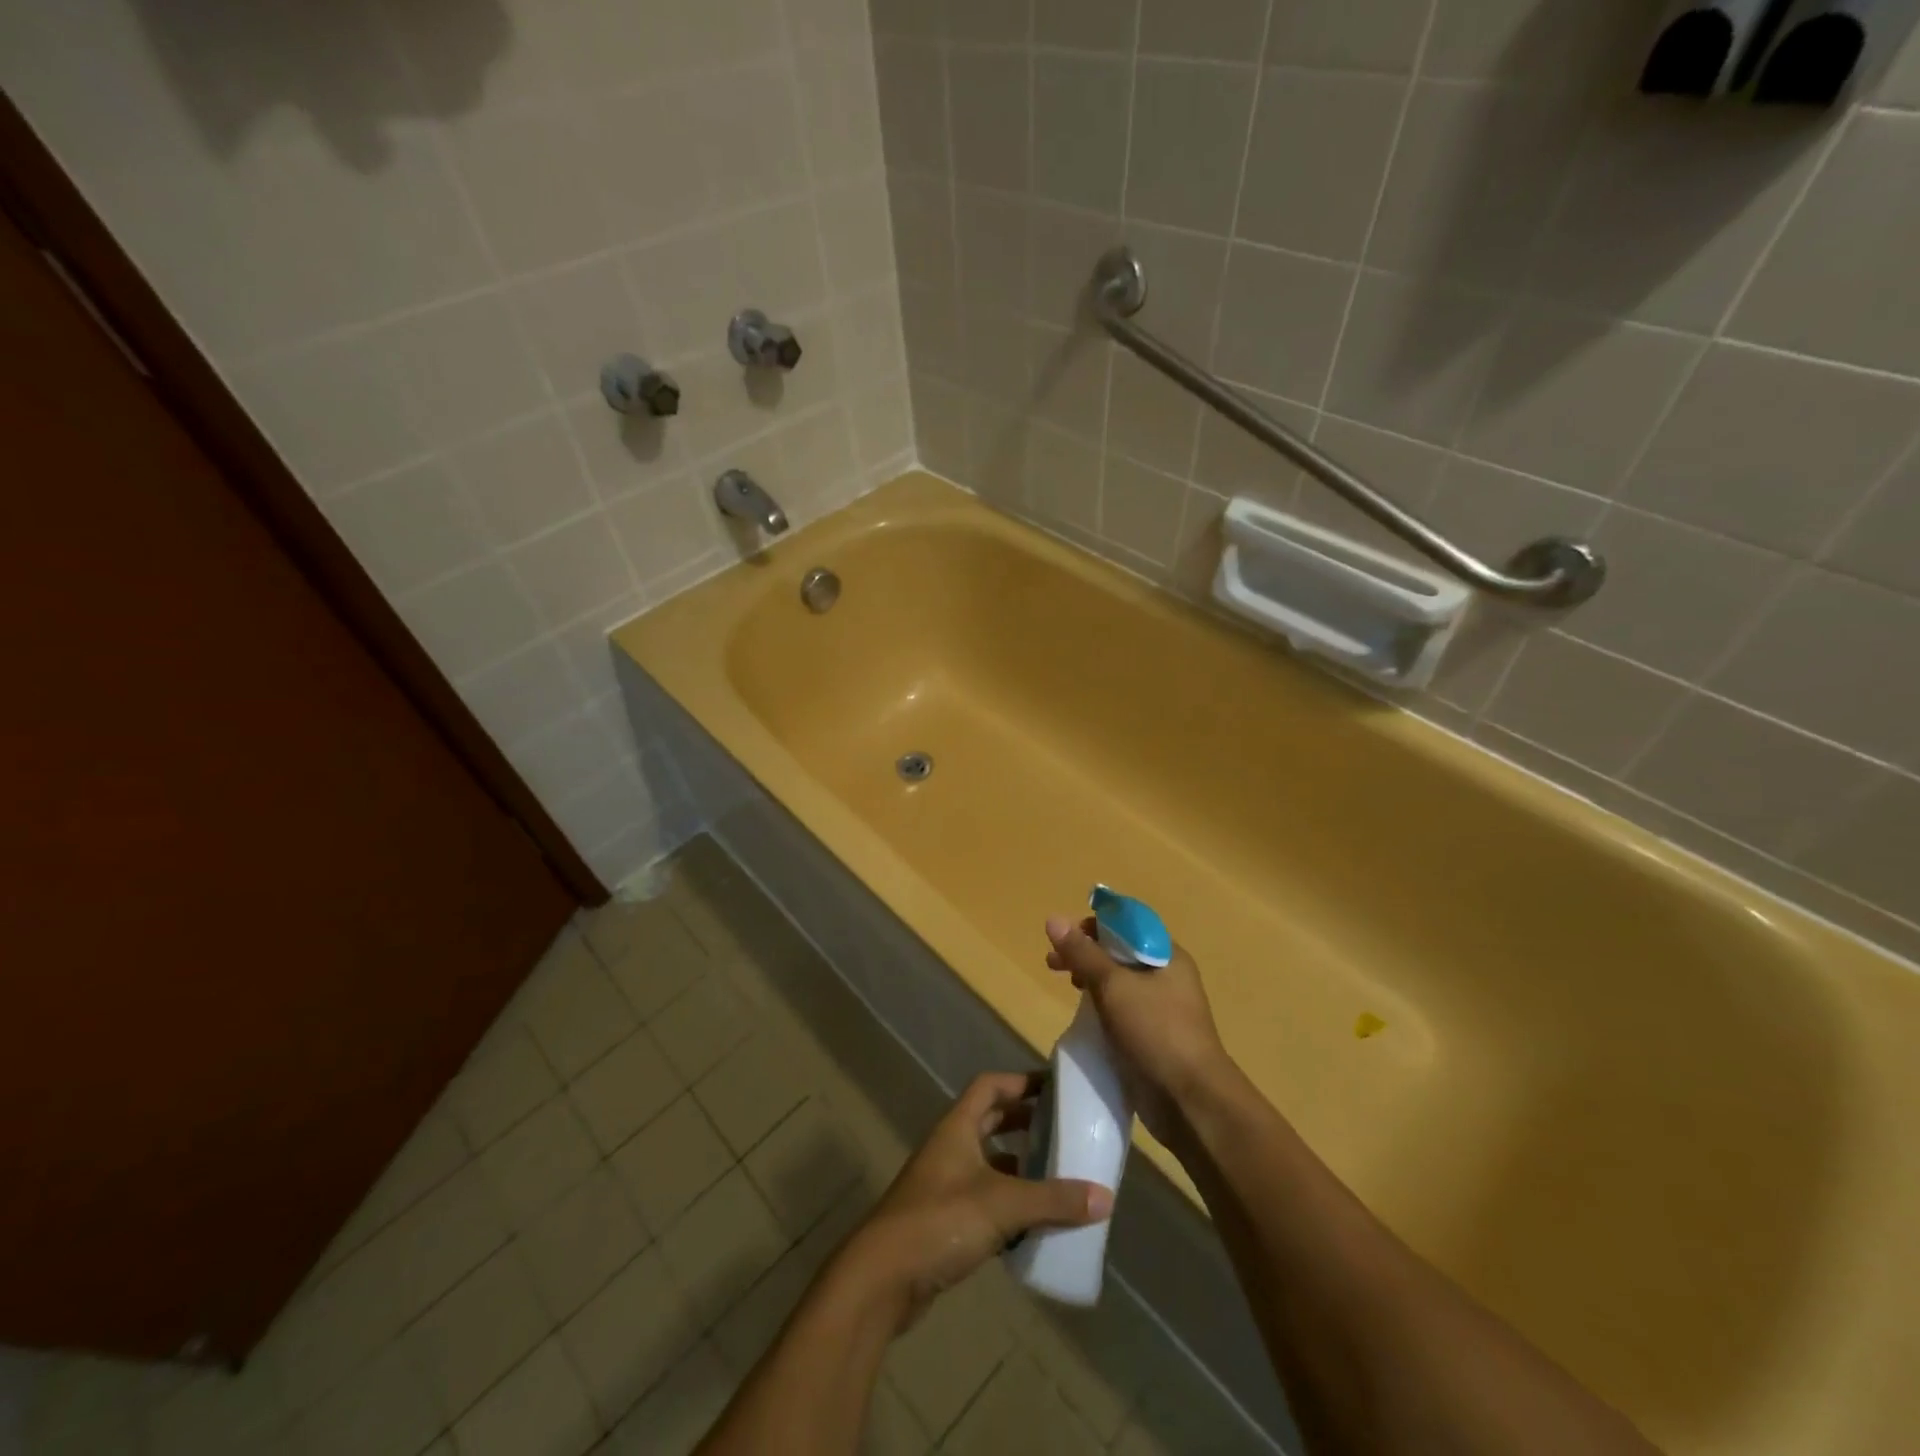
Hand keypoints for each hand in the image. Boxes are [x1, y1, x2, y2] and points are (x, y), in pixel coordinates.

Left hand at [835, 1072, 1112, 1332]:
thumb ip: (1053, 1200)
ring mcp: (944, 1186)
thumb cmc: (940, 1220)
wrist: (882, 1278)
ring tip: (1058, 1179)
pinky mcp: (944, 1222)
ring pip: (989, 1166)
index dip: (1020, 1082)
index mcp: (958, 1127)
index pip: (990, 1087)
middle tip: (1062, 1132)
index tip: (1054, 1088)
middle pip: (990, 1123)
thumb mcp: (1003, 1205)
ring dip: (1019, 1170)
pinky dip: (1009, 1209)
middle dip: (1025, 1125)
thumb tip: (1105, 1197)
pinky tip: (1035, 1228)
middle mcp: (950, 1148)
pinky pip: (984, 1203)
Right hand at [1045, 916, 1230, 1145]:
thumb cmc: (1156, 1031)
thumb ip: (1082, 953)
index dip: (1094, 924)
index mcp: (1167, 955)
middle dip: (1085, 953)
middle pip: (1120, 951)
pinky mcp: (1152, 1036)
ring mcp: (1161, 1008)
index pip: (1127, 923)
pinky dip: (1100, 1005)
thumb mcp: (1114, 986)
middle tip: (1052, 963)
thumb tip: (1053, 919)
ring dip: (1091, 979)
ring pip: (1119, 981)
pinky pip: (1121, 1009)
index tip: (1064, 937)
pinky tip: (1083, 1015)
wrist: (1190, 1100)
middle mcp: (1167, 976)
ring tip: (1068, 986)